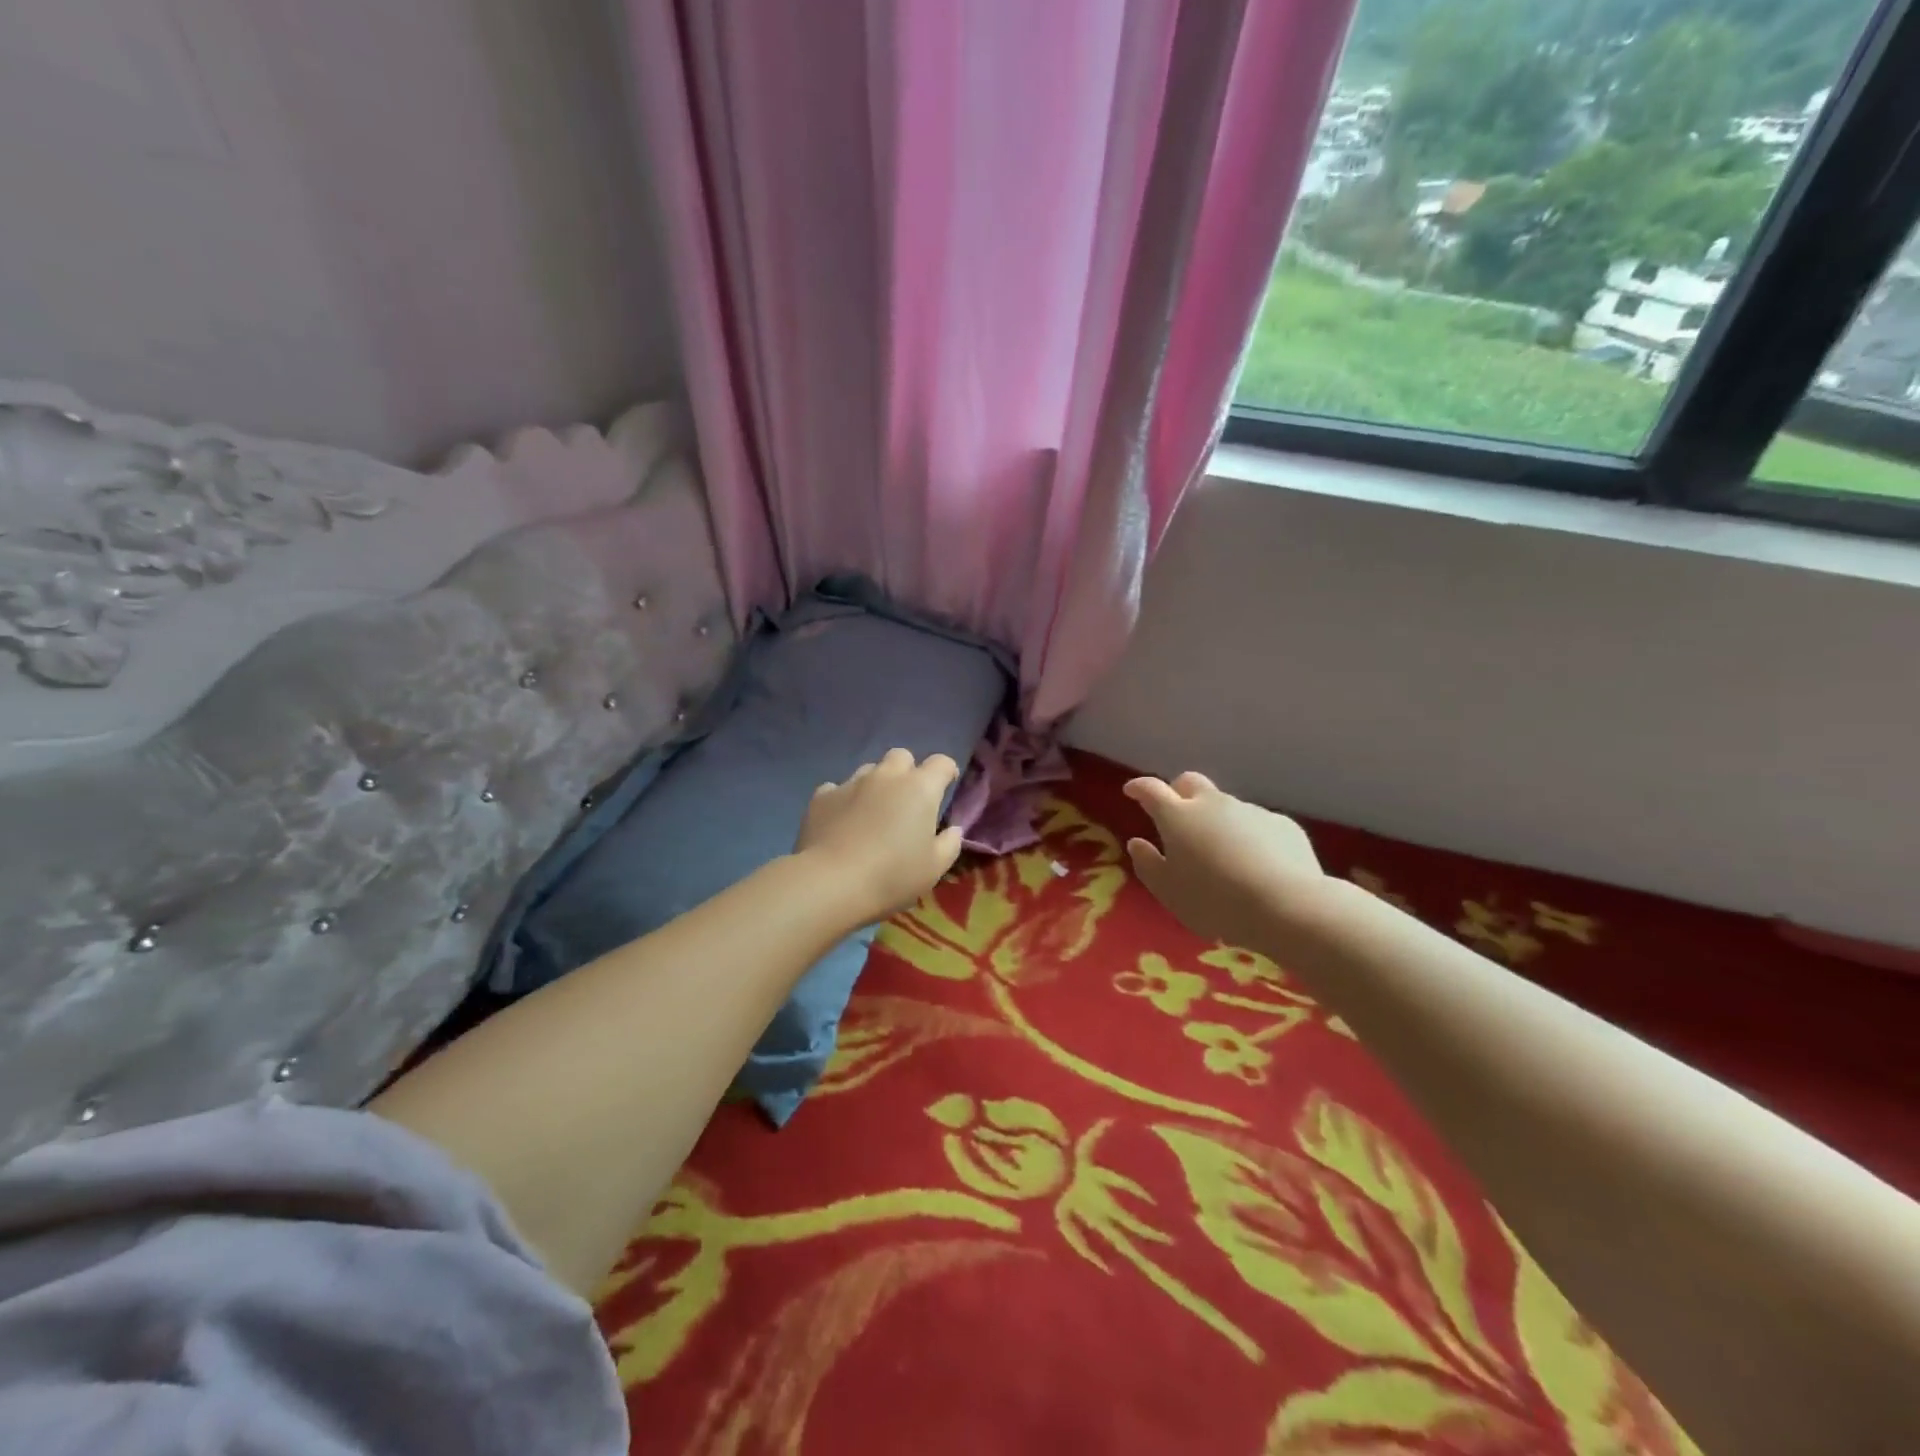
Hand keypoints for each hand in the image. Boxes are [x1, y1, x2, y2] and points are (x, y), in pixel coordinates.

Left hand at [796, 748, 964, 922]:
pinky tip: (842, 822)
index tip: (946, 786)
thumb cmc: (893, 875)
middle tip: (907, 800)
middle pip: (901, 757)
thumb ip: (949, 844)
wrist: (832, 882)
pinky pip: (837, 789)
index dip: (946, 772)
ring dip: (876, 785)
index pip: (941, 763)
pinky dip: (844, 800)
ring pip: (869, 771)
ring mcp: (851, 783)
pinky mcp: (823, 797)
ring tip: (873, 813)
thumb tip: (953, 830)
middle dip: (908, 771)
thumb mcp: (934, 868)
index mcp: (920, 788)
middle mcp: (886, 776)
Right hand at [1124, 771, 1327, 947]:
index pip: (1152, 789)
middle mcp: (1213, 804)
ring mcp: (1251, 811)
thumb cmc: (1215, 902)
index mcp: (1178, 817)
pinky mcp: (1283, 824)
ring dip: (1217, 820)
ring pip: (1226, 806)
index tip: (1132, 791)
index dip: (1139, 787)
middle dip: (1179, 792)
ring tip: (1222, 854)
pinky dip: (1250, 837)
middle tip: (1176, 815)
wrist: (1287, 907)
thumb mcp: (1169, 892)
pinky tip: (1257, 864)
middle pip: (1191, 783)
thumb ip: (1148, 864)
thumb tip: (1137, 843)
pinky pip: (1258, 824)